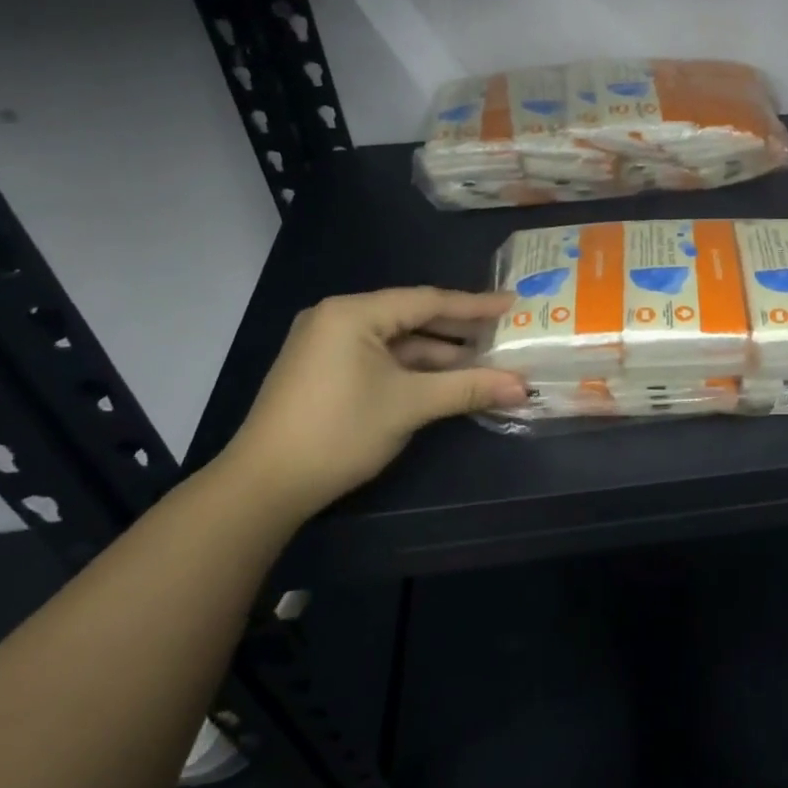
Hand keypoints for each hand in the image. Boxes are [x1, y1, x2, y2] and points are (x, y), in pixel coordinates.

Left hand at [216, 288, 524, 519]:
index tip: (513, 303)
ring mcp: (328, 344)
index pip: (427, 301)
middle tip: (504, 331)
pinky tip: (445, 378)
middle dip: (459, 330)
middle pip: (412, 317)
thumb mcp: (410, 405)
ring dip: (438, 353)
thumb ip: (469, 388)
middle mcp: (338, 318)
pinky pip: (381, 358)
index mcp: (353, 313)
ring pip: (397, 341)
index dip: (474, 305)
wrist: (263, 487)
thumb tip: (524, 386)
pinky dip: (413, 368)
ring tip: (484, 359)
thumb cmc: (339, 431)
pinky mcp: (325, 370)